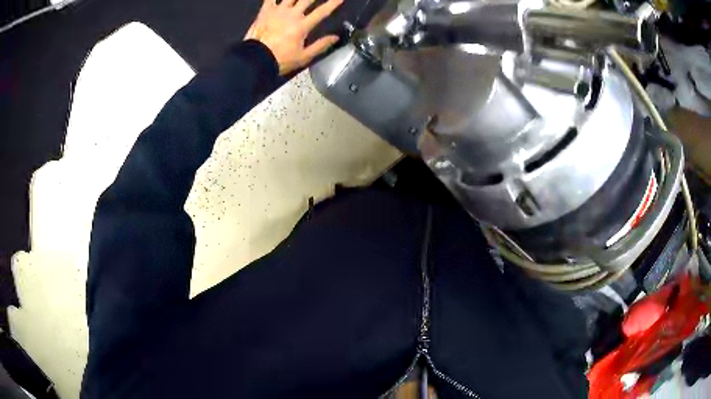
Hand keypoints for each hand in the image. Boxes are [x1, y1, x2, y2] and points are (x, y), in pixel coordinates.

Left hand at [245, 0, 342, 74]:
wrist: (255, 59)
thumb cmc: (280, 59)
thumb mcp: (303, 57)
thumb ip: (321, 46)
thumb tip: (335, 37)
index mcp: (303, 25)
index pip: (322, 11)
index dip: (333, 3)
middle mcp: (292, 14)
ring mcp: (278, 11)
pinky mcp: (265, 11)